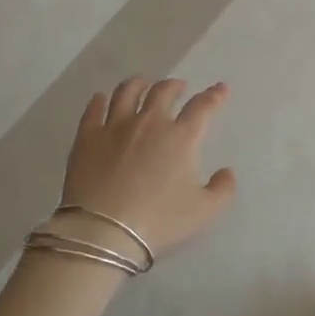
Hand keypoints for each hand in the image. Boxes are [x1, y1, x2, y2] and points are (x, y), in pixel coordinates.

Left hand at [58, 77, 237, 259]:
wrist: (104, 230)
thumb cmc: (159, 221)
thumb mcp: (204, 213)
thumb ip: (223, 190)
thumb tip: (226, 172)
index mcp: (181, 137)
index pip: (202, 107)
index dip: (214, 96)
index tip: (220, 89)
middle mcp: (149, 122)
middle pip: (163, 92)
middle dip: (174, 86)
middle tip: (179, 87)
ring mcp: (115, 126)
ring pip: (127, 92)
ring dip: (138, 84)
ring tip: (142, 84)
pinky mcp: (87, 136)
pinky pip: (94, 109)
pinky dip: (100, 100)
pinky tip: (101, 99)